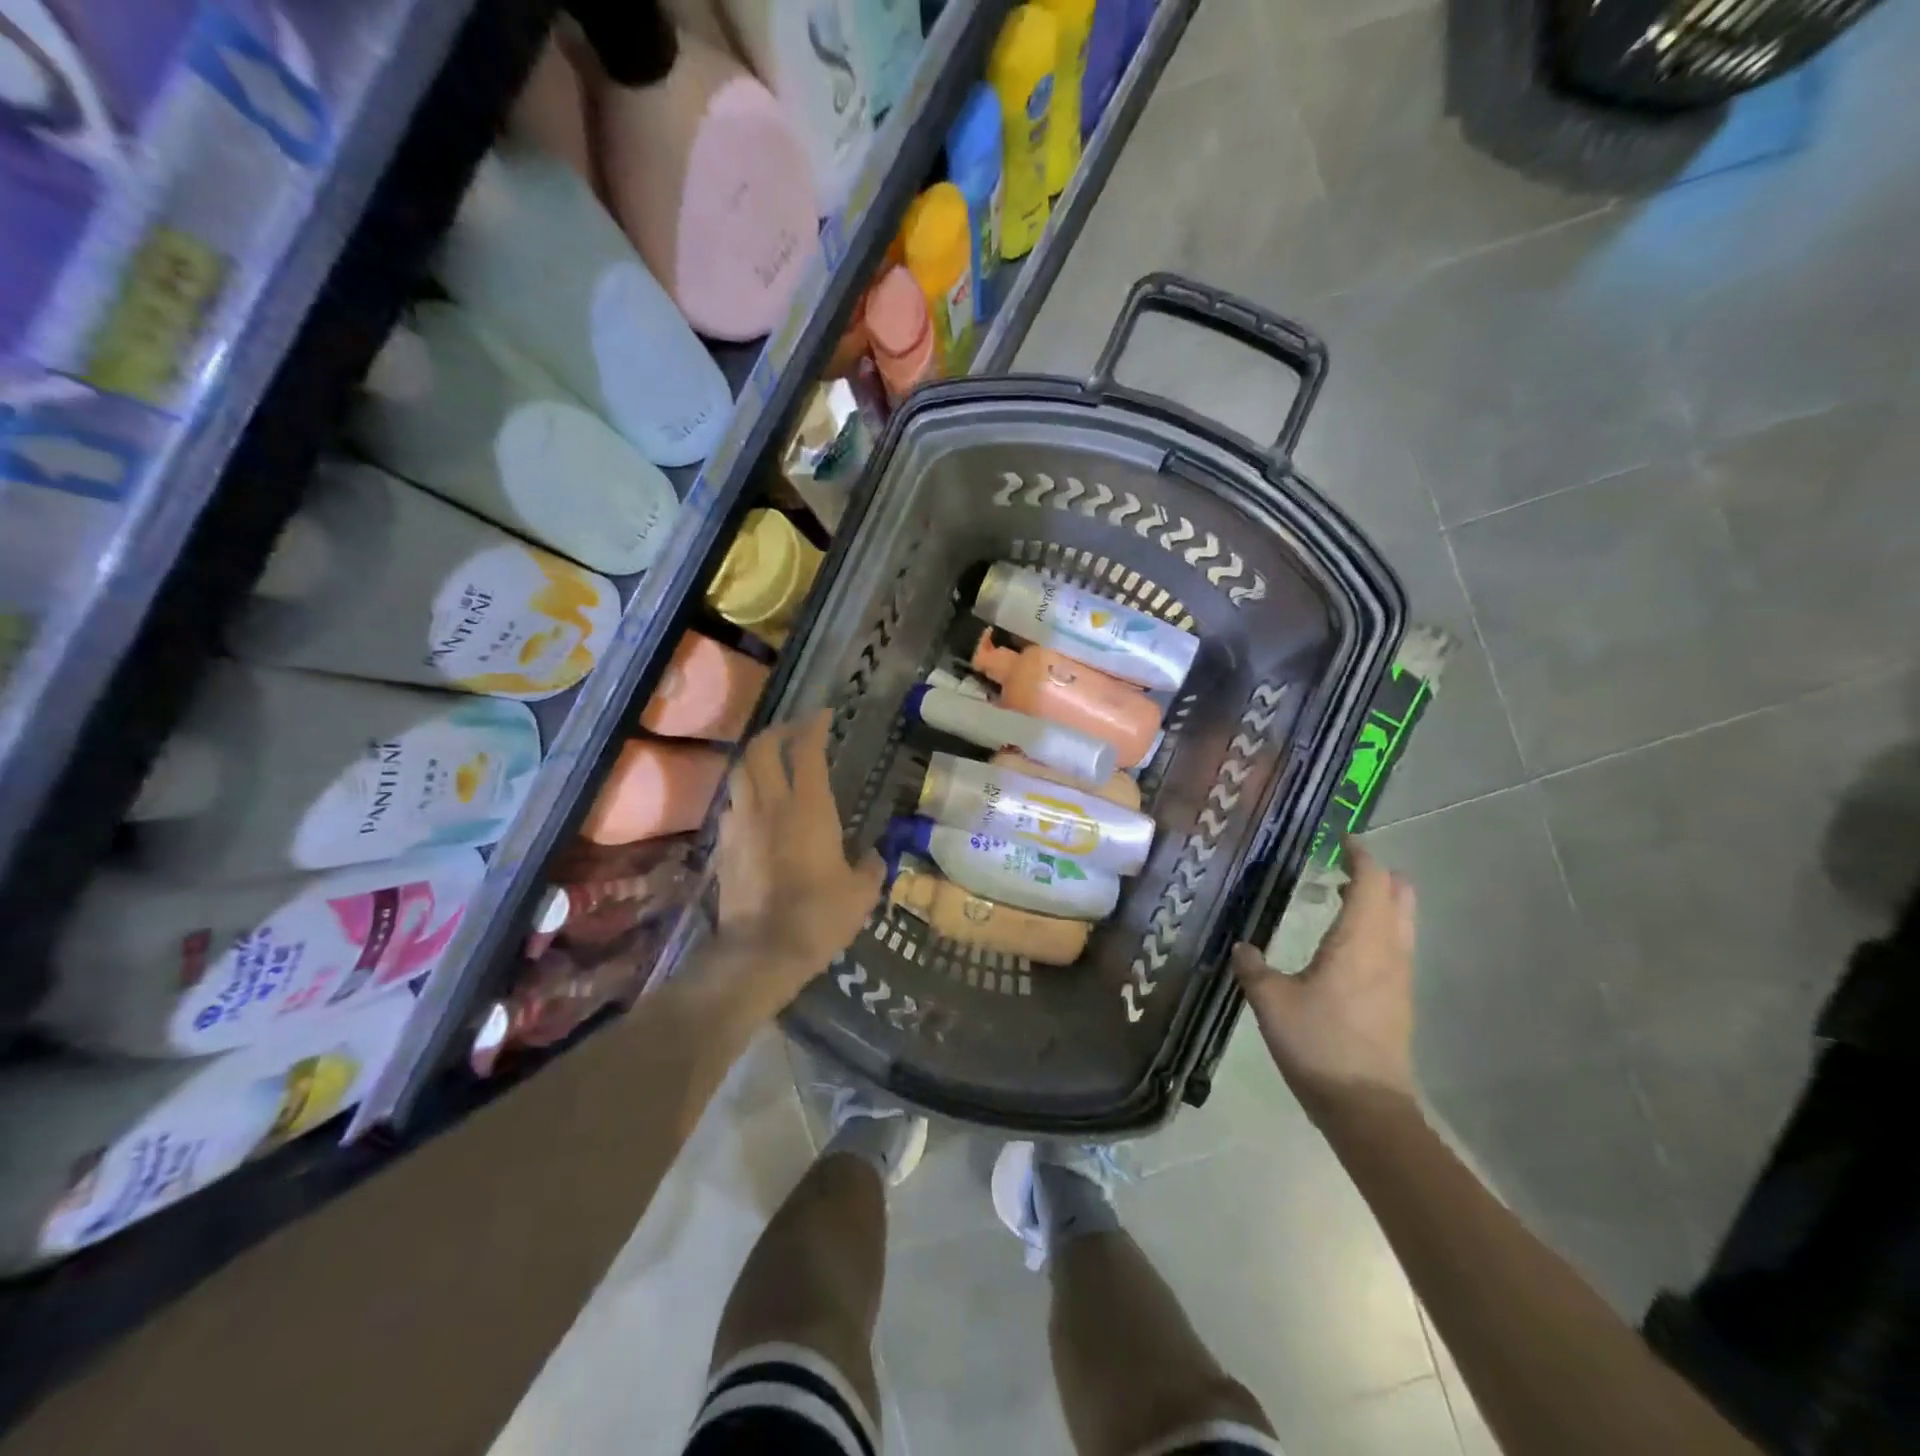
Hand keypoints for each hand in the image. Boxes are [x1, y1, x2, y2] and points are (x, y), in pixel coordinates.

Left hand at [707, 710, 884, 1015]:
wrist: (761, 951)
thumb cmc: (820, 916)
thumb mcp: (861, 893)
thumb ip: (871, 867)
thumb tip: (876, 856)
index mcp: (808, 808)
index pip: (807, 751)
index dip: (814, 726)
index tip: (823, 715)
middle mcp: (769, 805)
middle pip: (761, 750)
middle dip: (777, 732)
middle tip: (794, 732)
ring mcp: (740, 824)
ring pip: (740, 774)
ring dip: (755, 761)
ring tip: (771, 765)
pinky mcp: (723, 847)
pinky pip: (731, 806)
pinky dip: (744, 796)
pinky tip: (755, 810)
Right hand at [1231, 841, 1416, 1121]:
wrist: (1367, 1107)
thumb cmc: (1319, 1044)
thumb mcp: (1270, 1001)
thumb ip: (1253, 967)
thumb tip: (1243, 947)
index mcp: (1360, 940)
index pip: (1372, 880)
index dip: (1360, 854)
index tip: (1340, 839)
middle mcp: (1389, 950)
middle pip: (1400, 894)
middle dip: (1376, 873)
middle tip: (1338, 867)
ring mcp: (1400, 976)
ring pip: (1402, 920)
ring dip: (1377, 901)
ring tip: (1335, 899)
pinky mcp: (1399, 998)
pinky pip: (1395, 945)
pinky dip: (1375, 927)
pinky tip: (1341, 944)